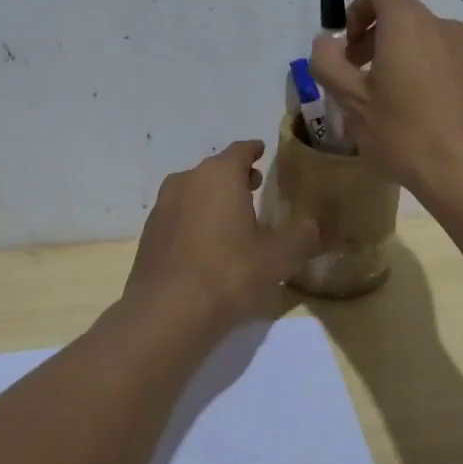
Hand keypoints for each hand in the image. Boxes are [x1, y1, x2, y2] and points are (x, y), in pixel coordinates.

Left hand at [125, 140, 320, 331]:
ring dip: (213, 199)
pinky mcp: (149, 234)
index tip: (262, 151)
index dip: (254, 151)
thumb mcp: (278, 257)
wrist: (167, 312)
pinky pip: (179, 217)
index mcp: (219, 175)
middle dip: (235, 176)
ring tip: (232, 218)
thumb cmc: (229, 273)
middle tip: (254, 187)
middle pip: (215, 170)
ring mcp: (163, 207)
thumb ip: (301, 237)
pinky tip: (206, 246)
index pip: (240, 150)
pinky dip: (194, 221)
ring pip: (194, 192)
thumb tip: (313, 227)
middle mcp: (187, 180)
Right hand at [309, 0, 462, 201]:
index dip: (358, 10)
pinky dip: (430, 78)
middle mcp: (445, 28)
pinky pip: (449, 65)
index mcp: (410, 24)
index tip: (348, 48)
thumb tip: (327, 41)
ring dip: (403, 60)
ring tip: (391, 105)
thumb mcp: (351, 101)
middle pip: (404, 17)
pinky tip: (424, 120)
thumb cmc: (405, 133)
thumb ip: (328, 62)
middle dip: (376, 39)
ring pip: (427, 43)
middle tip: (359, 79)